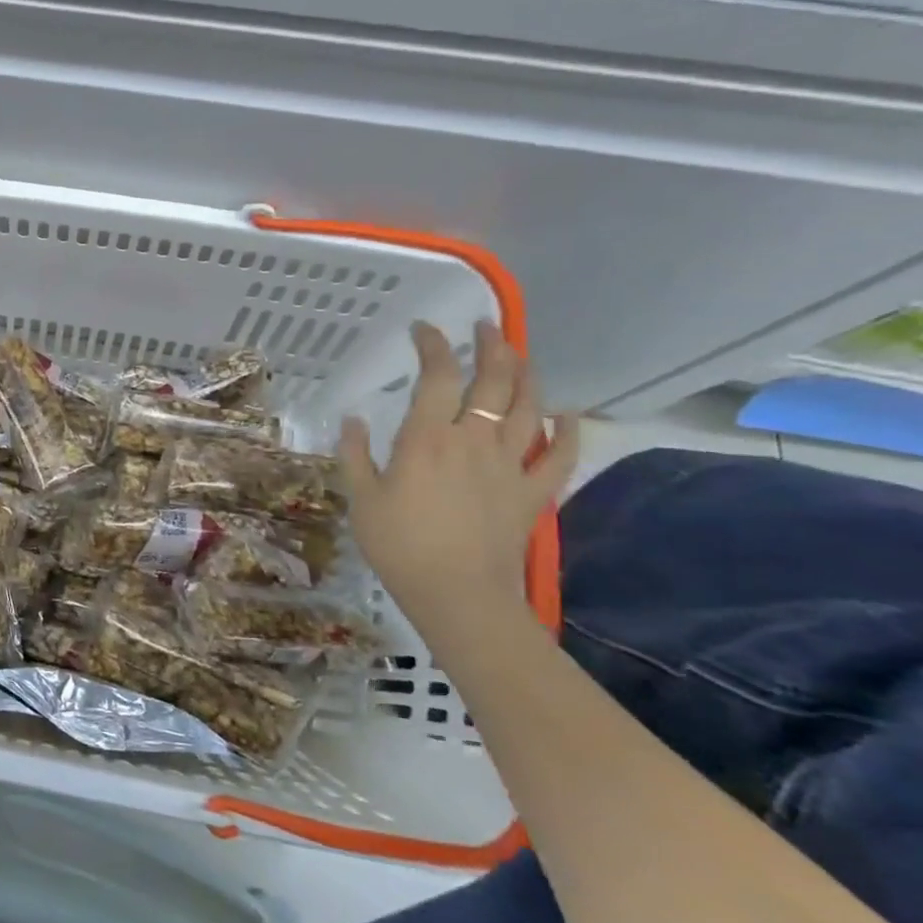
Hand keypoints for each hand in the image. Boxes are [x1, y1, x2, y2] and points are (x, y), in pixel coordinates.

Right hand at [337, 320, 577, 621]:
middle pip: (494, 381)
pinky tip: (567, 414)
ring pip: (529, 407)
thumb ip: (355, 454)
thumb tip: (354, 419)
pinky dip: (567, 430)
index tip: (423, 329)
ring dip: (526, 375)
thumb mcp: (361, 498)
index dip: (432, 345)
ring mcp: (510, 465)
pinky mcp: (533, 492)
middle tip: (485, 327)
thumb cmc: (399, 545)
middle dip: (492, 346)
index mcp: (427, 438)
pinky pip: (559, 455)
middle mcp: (474, 440)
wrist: (458, 595)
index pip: (437, 376)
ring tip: (519, 355)